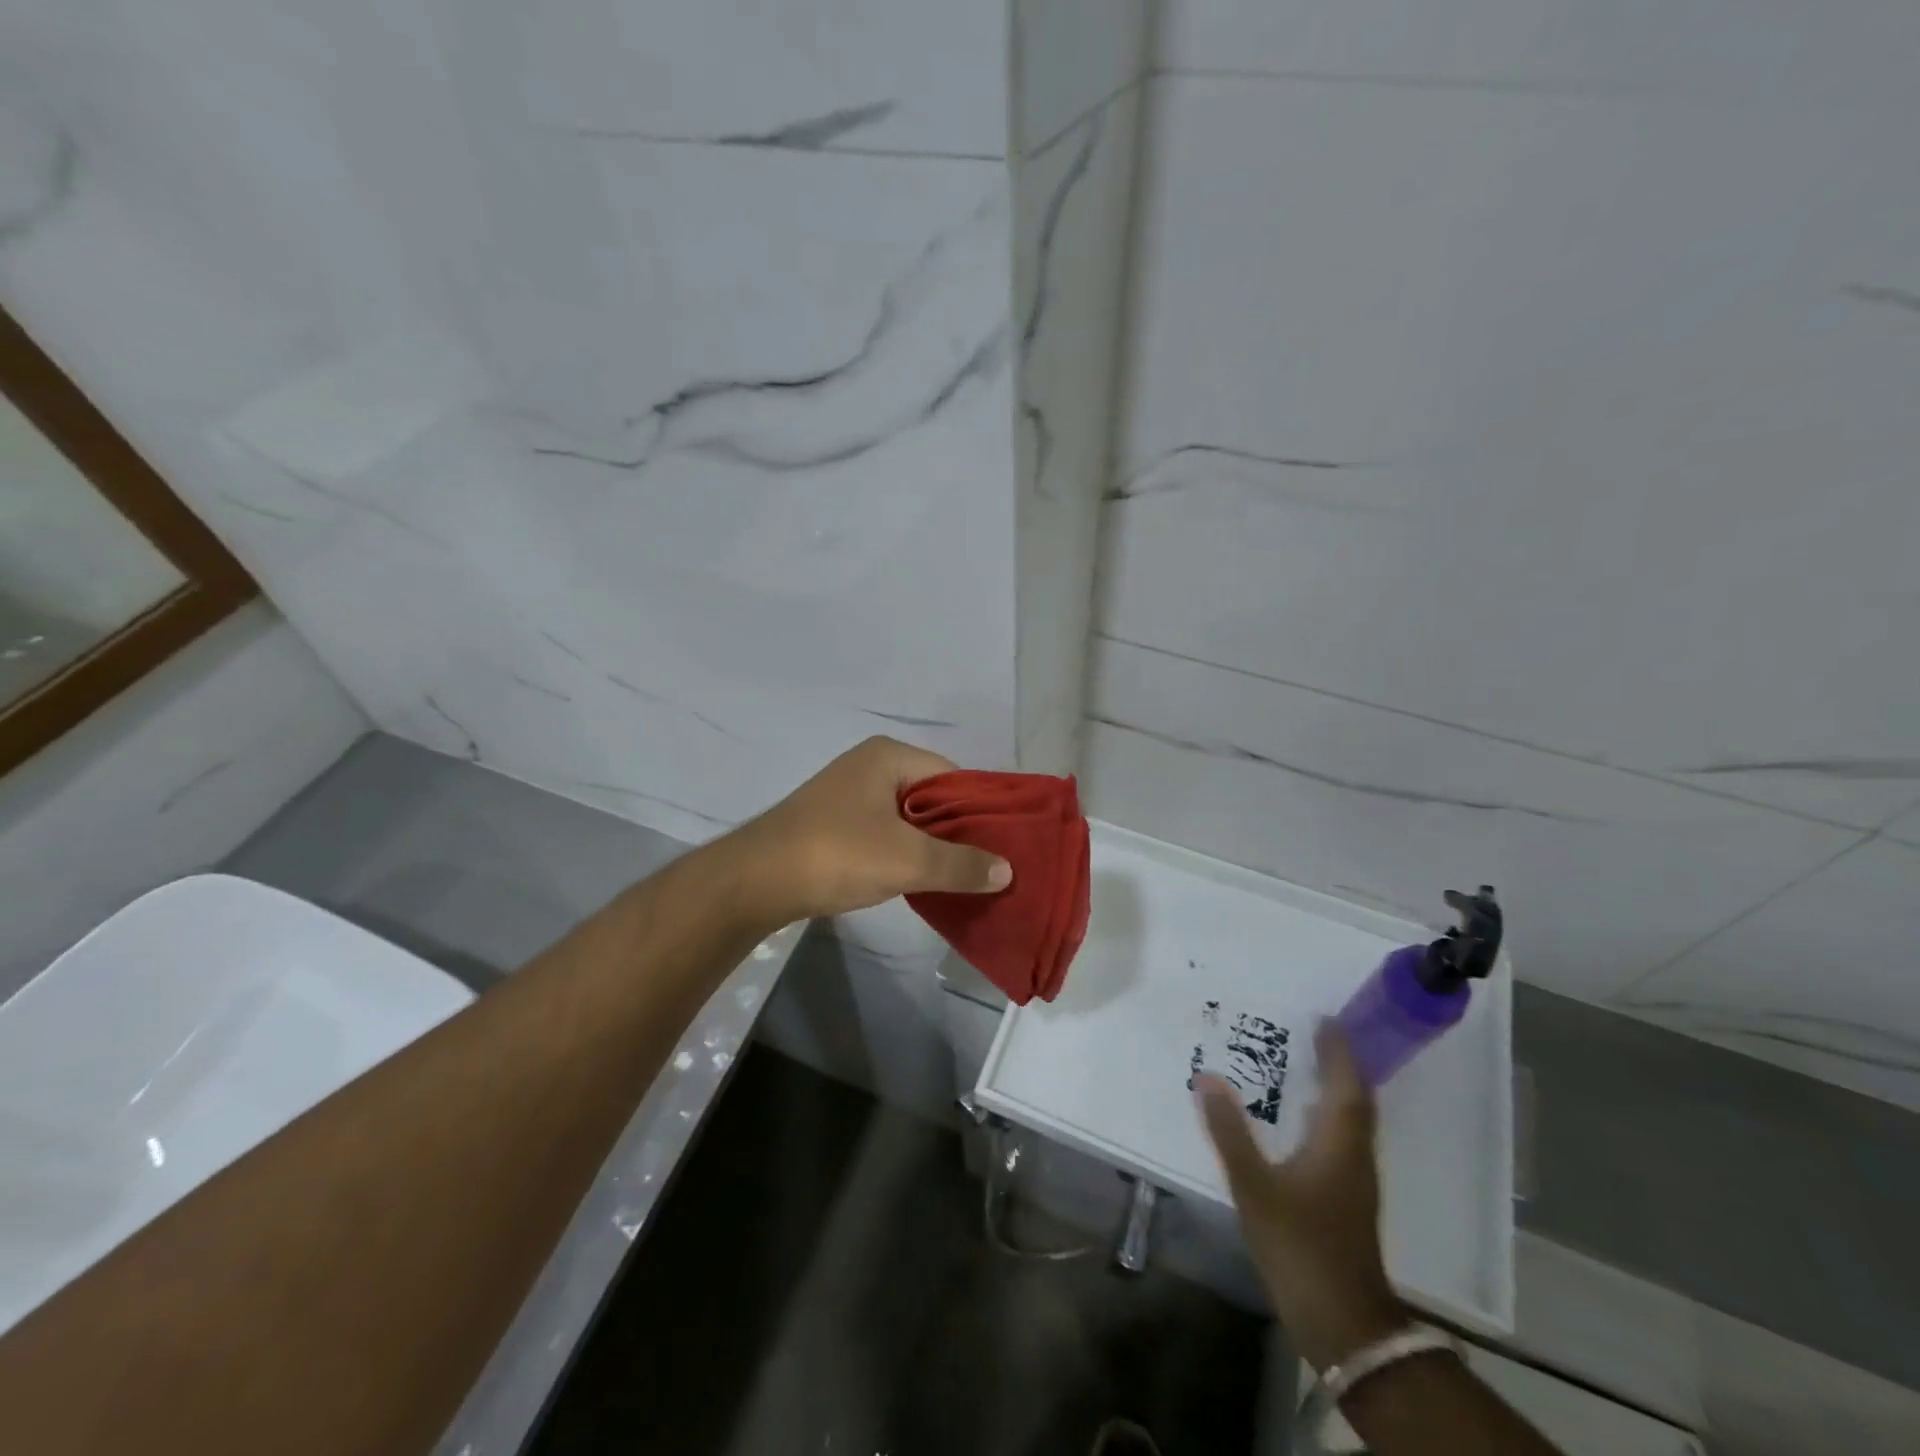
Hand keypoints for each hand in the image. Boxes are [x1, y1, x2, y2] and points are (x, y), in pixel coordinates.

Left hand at [734, 736, 1012, 923]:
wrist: (754, 881)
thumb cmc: (836, 854)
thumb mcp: (907, 860)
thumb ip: (960, 864)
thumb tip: (1008, 870)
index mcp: (889, 756)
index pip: (953, 777)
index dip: (979, 811)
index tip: (1002, 845)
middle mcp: (870, 766)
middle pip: (932, 797)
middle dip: (957, 832)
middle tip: (987, 866)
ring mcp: (849, 795)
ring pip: (908, 818)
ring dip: (931, 846)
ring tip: (959, 877)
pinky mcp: (835, 823)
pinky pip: (885, 833)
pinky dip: (904, 853)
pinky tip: (918, 880)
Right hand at [1197, 1022, 1404, 1371]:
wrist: (1345, 1323)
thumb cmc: (1301, 1246)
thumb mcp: (1255, 1187)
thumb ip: (1230, 1131)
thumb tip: (1208, 1076)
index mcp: (1338, 1143)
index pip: (1346, 1085)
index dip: (1338, 1051)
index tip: (1326, 1019)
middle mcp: (1354, 1154)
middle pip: (1356, 1099)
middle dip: (1341, 1063)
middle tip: (1318, 1032)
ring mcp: (1355, 1179)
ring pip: (1352, 1119)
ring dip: (1337, 1087)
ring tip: (1310, 1063)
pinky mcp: (1348, 1198)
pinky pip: (1343, 1137)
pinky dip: (1330, 1113)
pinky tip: (1305, 1116)